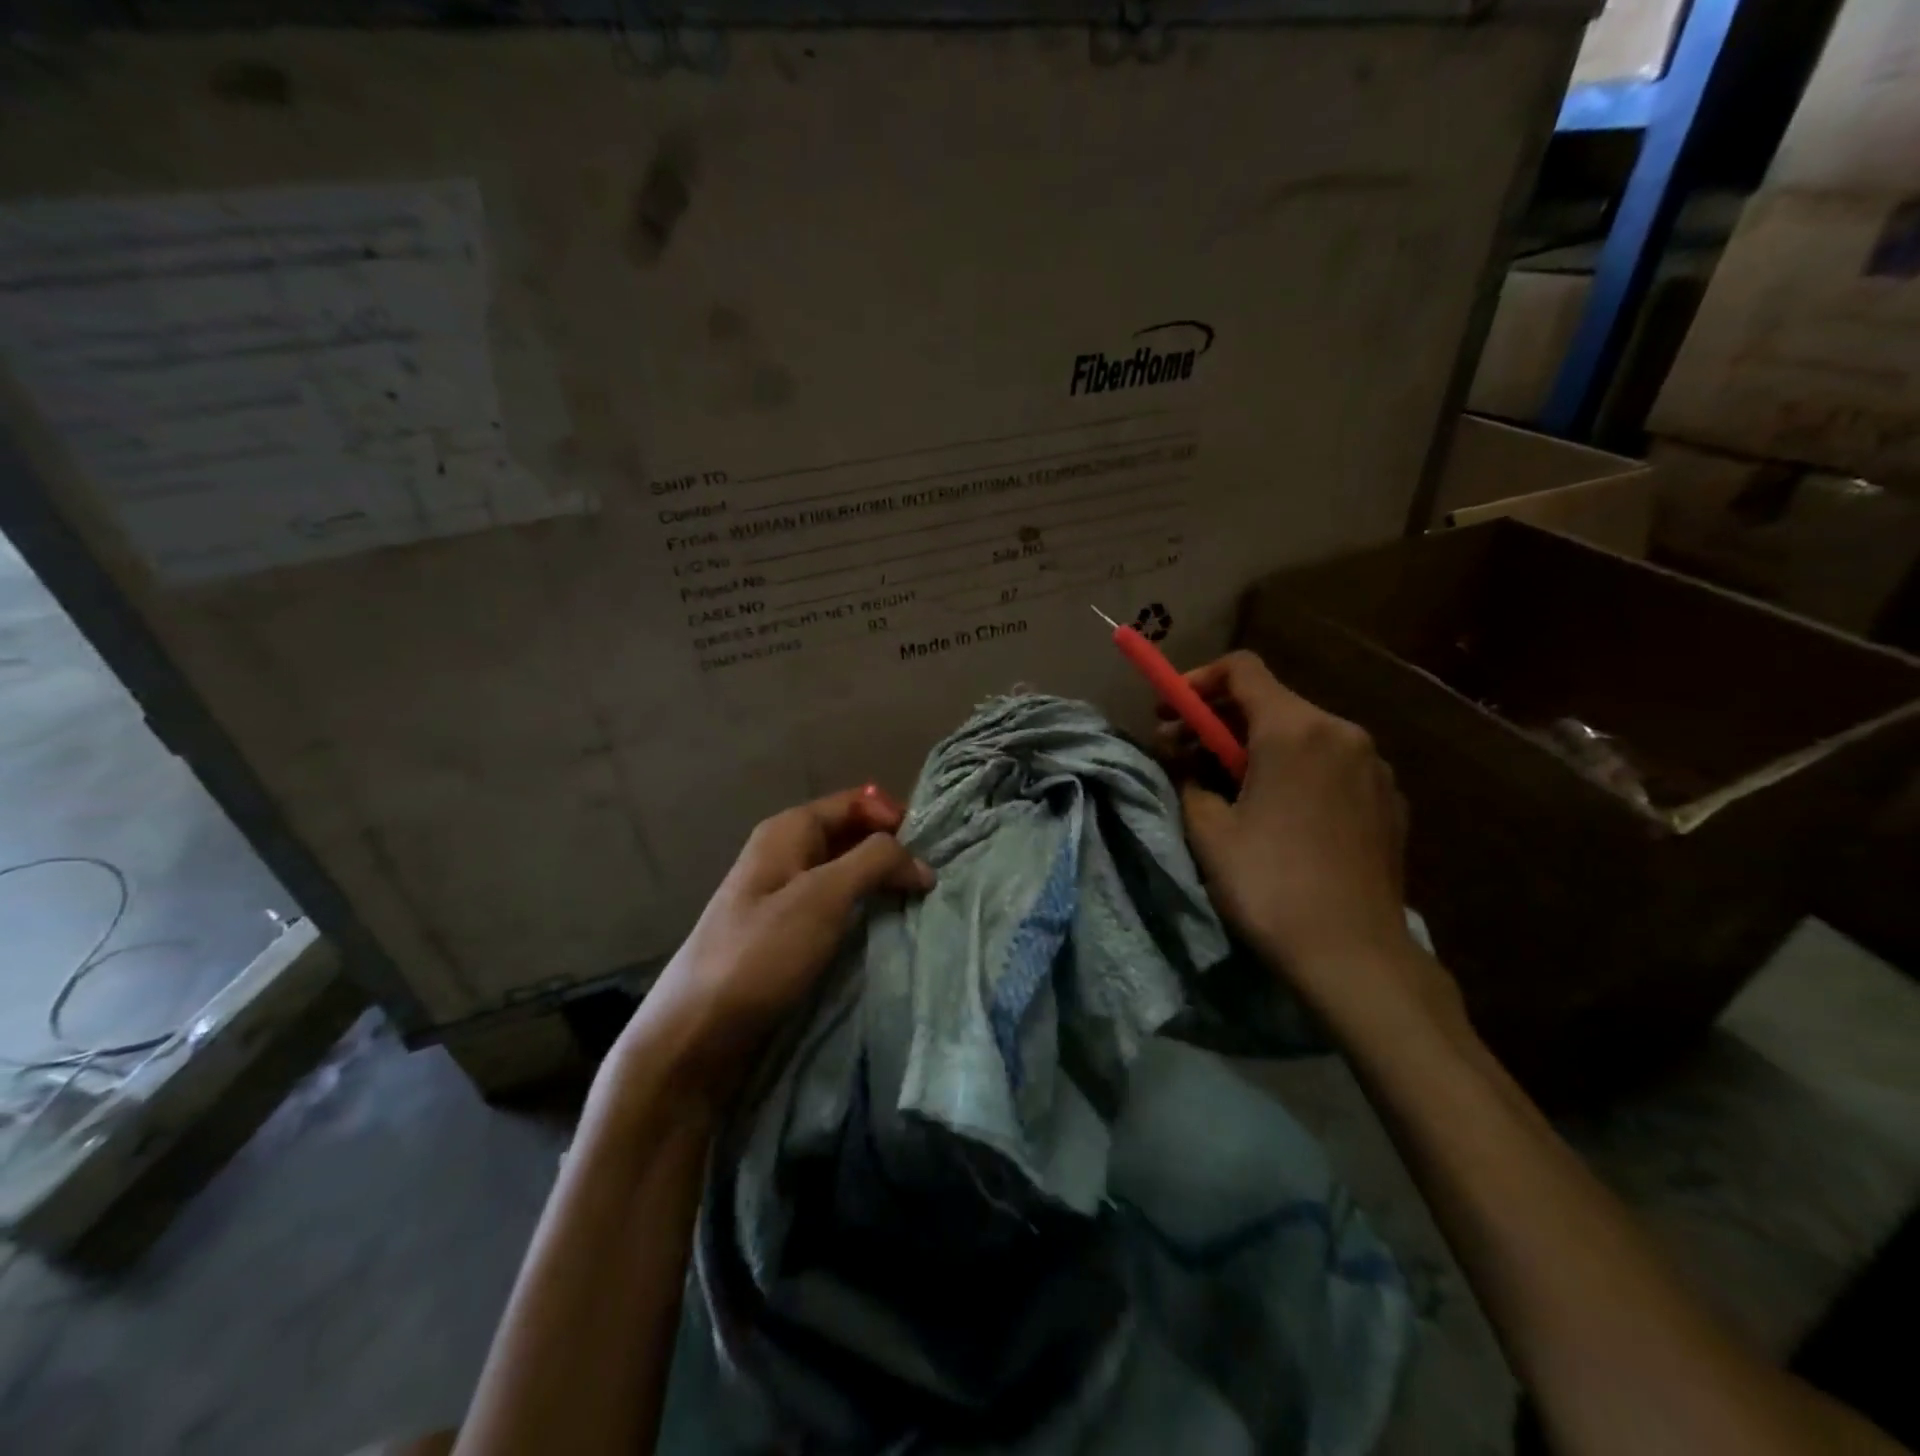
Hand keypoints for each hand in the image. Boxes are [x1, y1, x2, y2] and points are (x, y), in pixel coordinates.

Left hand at [611, 785, 934, 1099]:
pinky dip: (862, 912)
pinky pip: (833, 908)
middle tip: (932, 880)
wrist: (696, 1032)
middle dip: (891, 851)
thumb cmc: (761, 953)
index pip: (854, 803)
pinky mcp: (784, 934)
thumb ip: (875, 862)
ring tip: (918, 905)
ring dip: (878, 884)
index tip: (932, 849)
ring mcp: (781, 896)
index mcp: (788, 831)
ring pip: (843, 874)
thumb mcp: (823, 896)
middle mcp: (784, 854)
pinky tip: (884, 930)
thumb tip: (921, 861)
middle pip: (850, 836)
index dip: (894, 817)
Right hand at [1159, 652, 1453, 1026]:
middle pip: (1270, 700)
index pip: (1241, 669)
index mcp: (1295, 730)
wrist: (1355, 956)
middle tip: (1181, 751)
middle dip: (1219, 719)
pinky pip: (1330, 764)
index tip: (1170, 711)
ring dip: (1254, 746)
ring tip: (1226, 786)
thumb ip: (1189, 777)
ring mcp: (1373, 766)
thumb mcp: (1209, 830)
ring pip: (1301, 733)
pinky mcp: (1388, 800)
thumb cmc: (1271, 885)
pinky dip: (1294, 769)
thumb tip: (1184, 759)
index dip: (1197, 680)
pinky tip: (1276, 812)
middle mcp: (1341, 733)